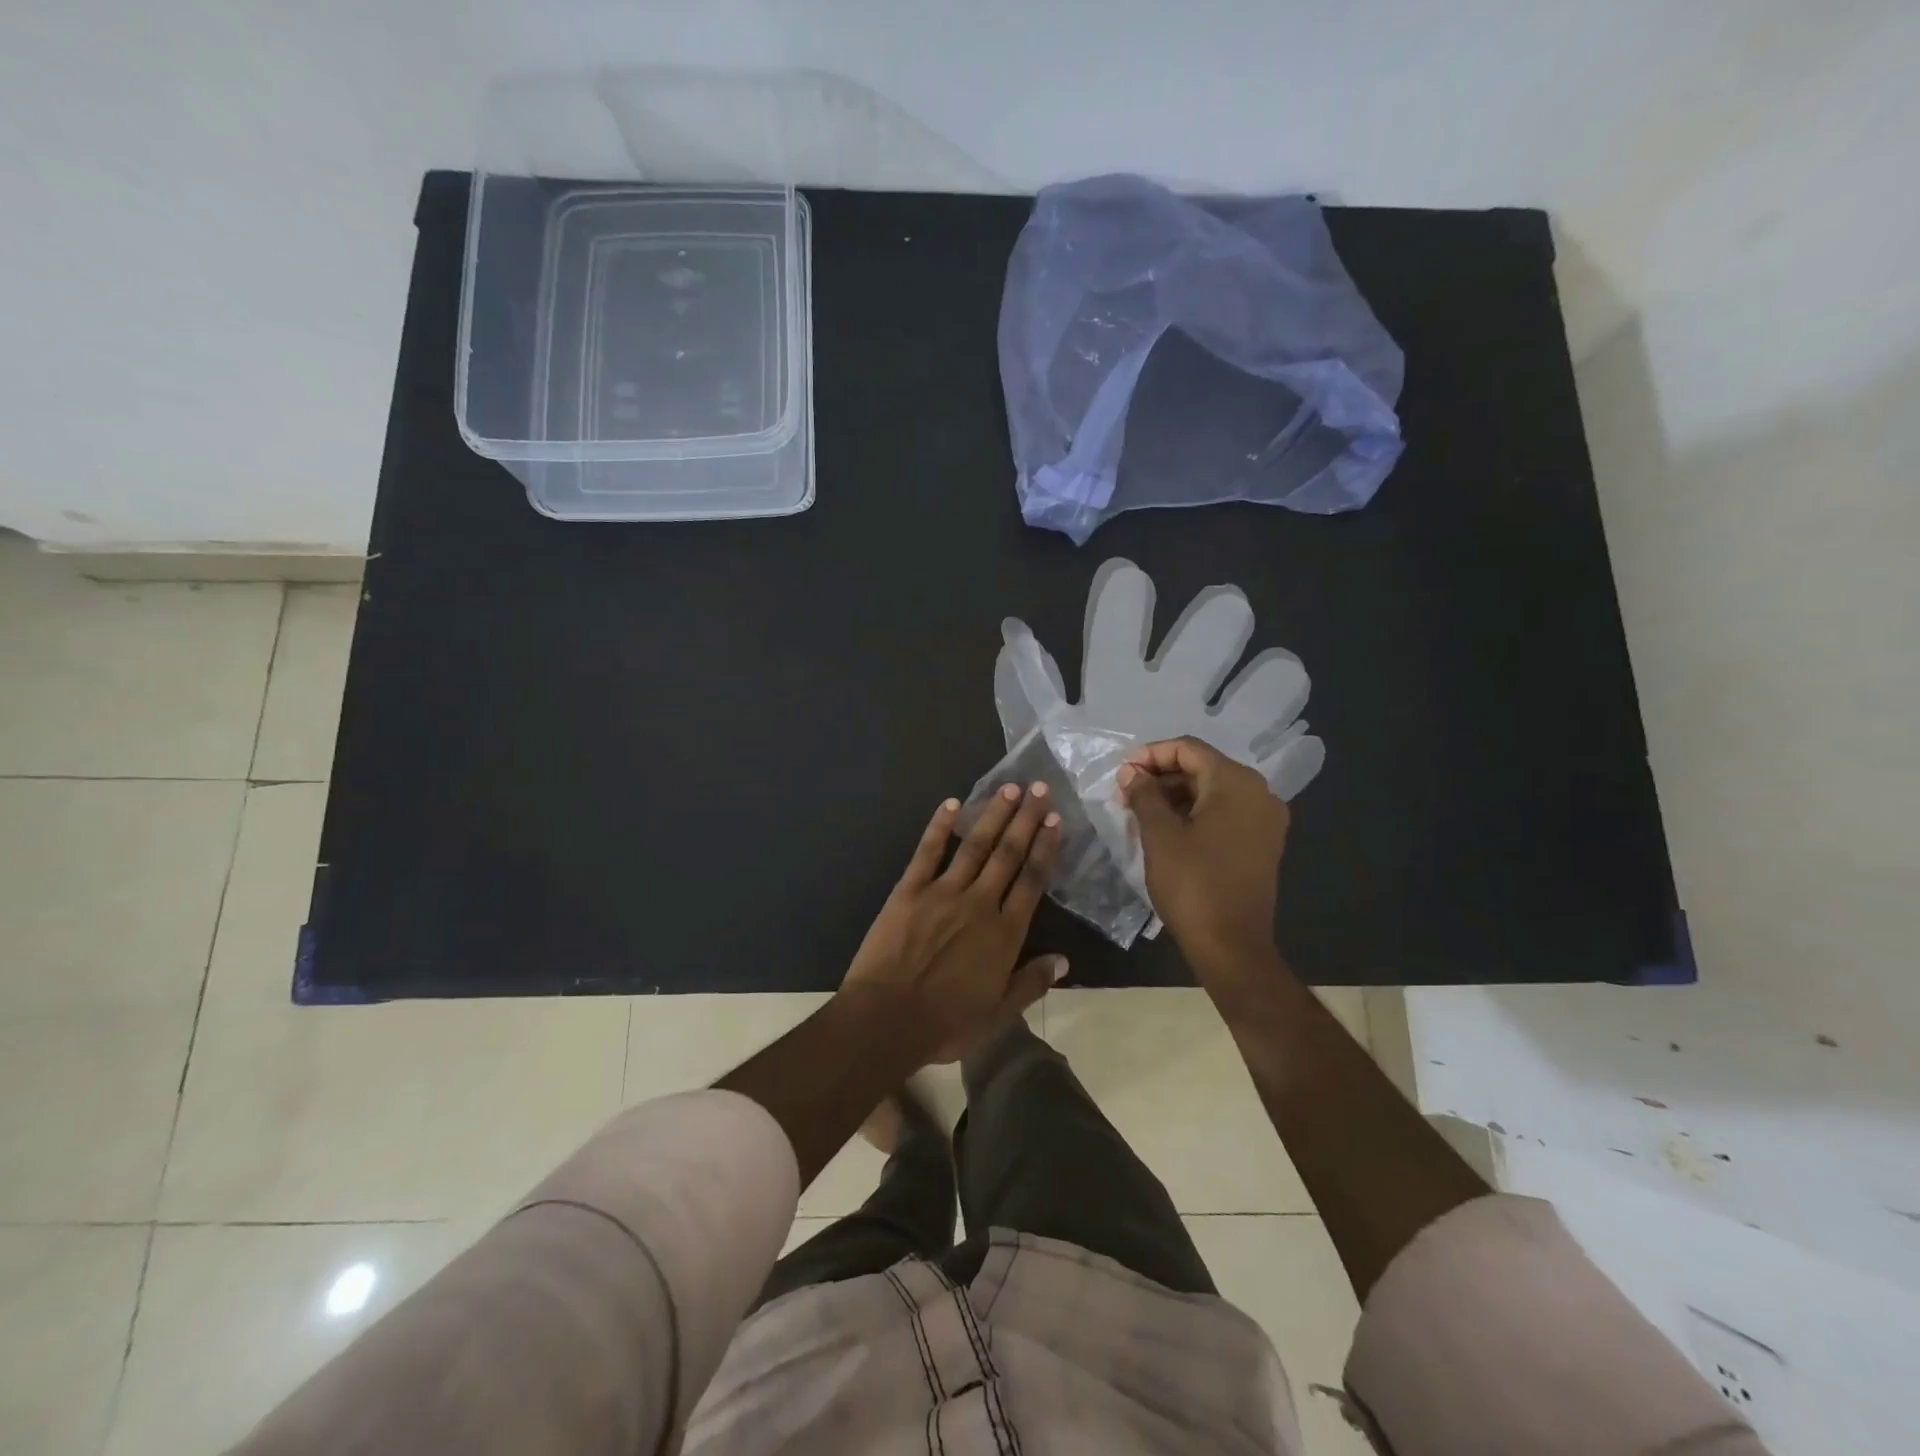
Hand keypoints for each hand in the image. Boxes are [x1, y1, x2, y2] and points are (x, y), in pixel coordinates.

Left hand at [841, 782, 1063, 1061]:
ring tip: (1009, 787)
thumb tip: (1064, 960)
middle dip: (1025, 819)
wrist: (886, 1020)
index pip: (1031, 881)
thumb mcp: (998, 1015)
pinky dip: (939, 826)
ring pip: (975, 846)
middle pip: (1008, 854)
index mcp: (1004, 934)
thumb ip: (1031, 984)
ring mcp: (943, 892)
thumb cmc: (945, 1024)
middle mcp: (979, 903)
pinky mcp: (909, 890)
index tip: (1055, 821)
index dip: (1045, 848)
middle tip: (1040, 788)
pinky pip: (927, 852)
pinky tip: (951, 804)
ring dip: (993, 814)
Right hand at [1116, 737, 1288, 964]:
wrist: (1232, 946)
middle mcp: (1259, 793)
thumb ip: (1144, 795)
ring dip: (1175, 796)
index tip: (1122, 773)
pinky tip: (1165, 829)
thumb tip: (1131, 772)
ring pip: (1213, 791)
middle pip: (1203, 768)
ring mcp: (1265, 820)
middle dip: (1161, 777)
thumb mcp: (1159, 835)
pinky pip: (1225, 813)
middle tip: (1126, 794)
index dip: (1151, 755)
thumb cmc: (1193, 885)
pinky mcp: (1262, 843)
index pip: (1189, 749)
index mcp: (1236, 783)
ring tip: (1139, 812)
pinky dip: (1194, 813)